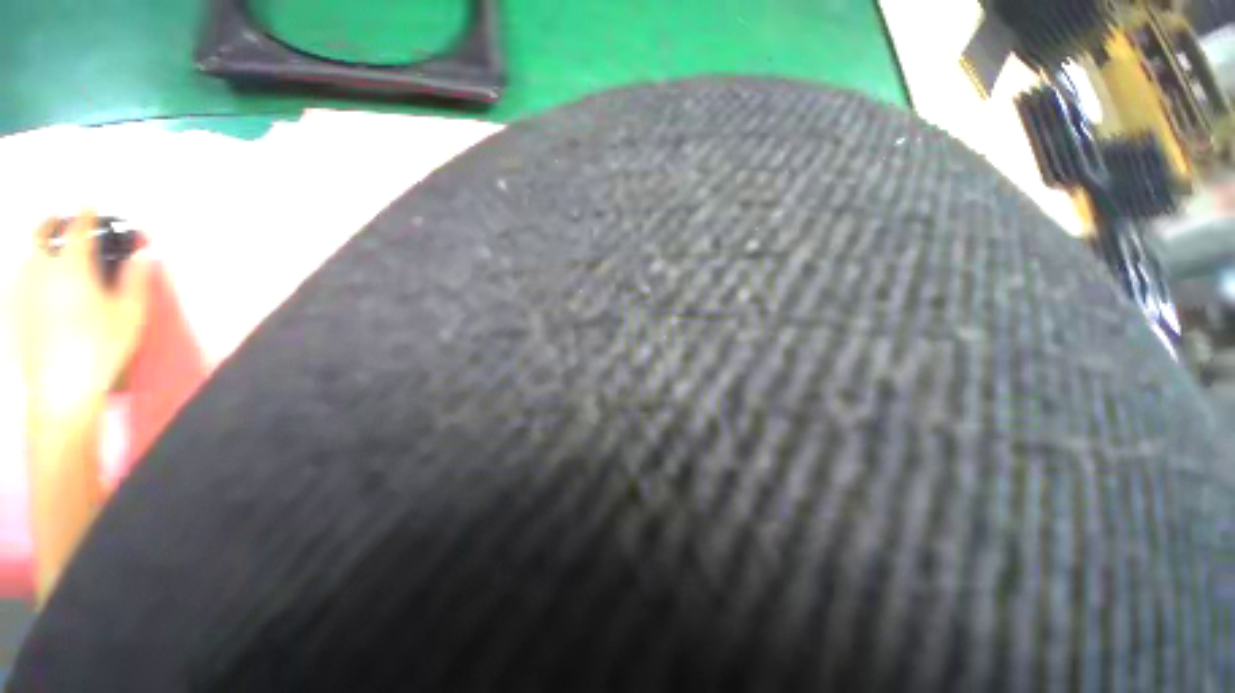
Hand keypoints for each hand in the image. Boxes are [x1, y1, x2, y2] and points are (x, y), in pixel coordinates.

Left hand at [17, 212, 150, 418]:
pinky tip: (36, 278)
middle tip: (65, 220)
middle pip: (40, 233)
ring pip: (26, 253)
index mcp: (72, 266)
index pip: (78, 228)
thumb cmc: (101, 349)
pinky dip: (29, 268)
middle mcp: (41, 270)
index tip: (92, 203)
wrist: (60, 390)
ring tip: (51, 246)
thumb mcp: (130, 315)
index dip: (87, 213)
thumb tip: (145, 253)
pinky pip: (18, 276)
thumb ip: (136, 279)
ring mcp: (22, 289)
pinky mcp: (13, 309)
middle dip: (53, 222)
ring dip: (39, 243)